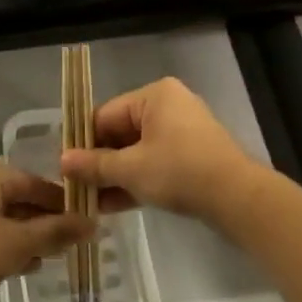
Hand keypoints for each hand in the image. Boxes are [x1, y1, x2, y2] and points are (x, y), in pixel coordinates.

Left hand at [0, 162, 92, 301]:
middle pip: (17, 197)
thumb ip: (56, 231)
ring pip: (2, 215)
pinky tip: (21, 264)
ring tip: (47, 257)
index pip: (33, 182)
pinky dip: (5, 242)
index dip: (61, 202)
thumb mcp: (19, 244)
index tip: (84, 221)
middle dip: (43, 221)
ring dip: (26, 235)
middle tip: (68, 242)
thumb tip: (92, 223)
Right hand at [59, 76, 259, 223]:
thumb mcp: (131, 169)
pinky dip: (136, 181)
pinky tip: (113, 206)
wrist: (239, 199)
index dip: (82, 142)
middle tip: (76, 188)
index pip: (104, 115)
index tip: (65, 167)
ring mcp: (182, 132)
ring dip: (114, 176)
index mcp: (153, 95)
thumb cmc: (180, 172)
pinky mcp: (192, 156)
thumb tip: (62, 161)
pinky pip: (155, 163)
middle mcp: (168, 106)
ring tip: (90, 203)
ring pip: (137, 152)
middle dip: (99, 163)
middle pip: (120, 133)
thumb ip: (94, 164)